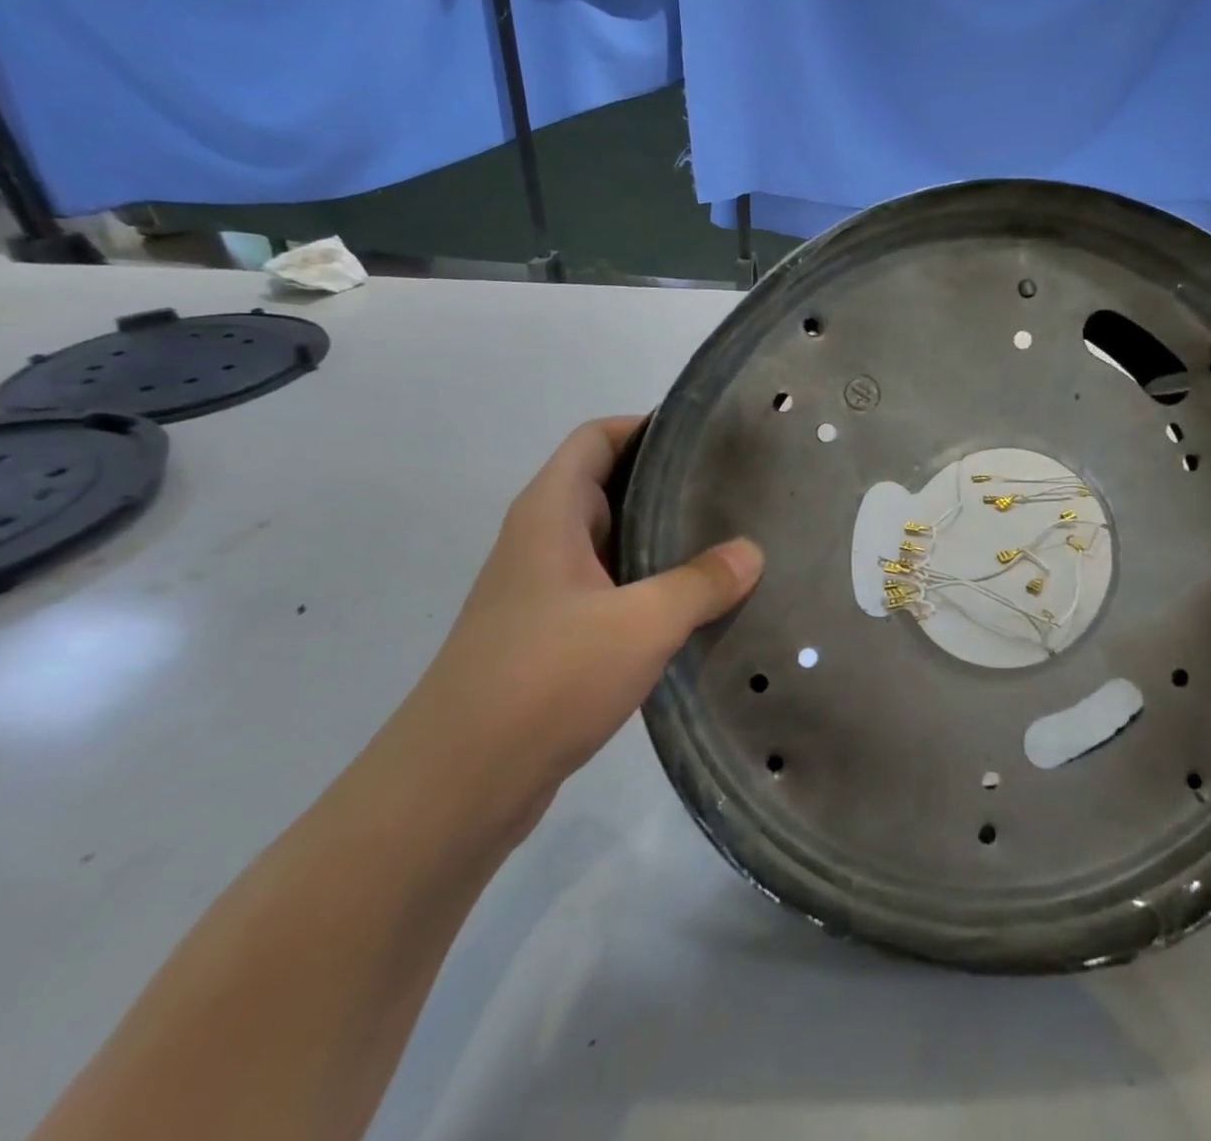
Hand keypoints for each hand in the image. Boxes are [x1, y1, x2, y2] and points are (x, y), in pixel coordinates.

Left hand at [390, 417, 762, 843]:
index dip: (646, 426)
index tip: (705, 437)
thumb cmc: (546, 678)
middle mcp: (541, 541)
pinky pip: (609, 591)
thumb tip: (751, 553)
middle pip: (607, 487)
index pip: (596, 438)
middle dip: (666, 484)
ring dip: (661, 542)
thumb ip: (701, 582)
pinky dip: (649, 588)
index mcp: (549, 513)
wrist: (460, 784)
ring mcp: (543, 592)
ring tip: (727, 544)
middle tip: (732, 491)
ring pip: (612, 544)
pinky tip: (694, 608)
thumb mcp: (641, 623)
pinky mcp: (551, 637)